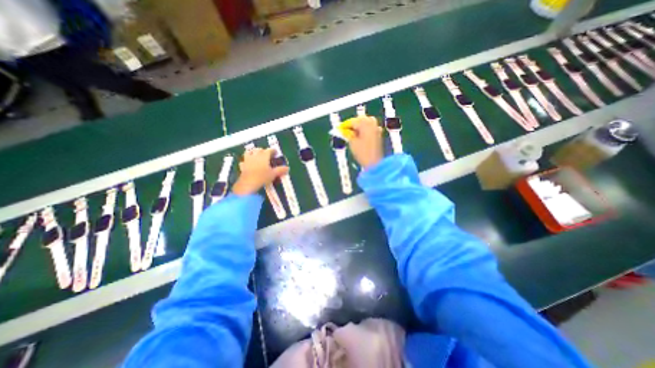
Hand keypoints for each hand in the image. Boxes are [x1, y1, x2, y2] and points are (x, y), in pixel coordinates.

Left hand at [232, 149, 288, 196]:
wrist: (248, 184)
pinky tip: (248, 164)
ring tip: (256, 155)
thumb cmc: (262, 177)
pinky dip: (246, 161)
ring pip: (249, 152)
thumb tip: (287, 168)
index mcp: (264, 156)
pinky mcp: (242, 166)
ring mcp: (247, 160)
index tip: (276, 153)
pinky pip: (244, 161)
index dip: (273, 151)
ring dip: (253, 152)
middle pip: (259, 150)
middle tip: (267, 154)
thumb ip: (280, 170)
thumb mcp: (273, 174)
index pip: (269, 150)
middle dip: (263, 151)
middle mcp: (255, 156)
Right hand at [348, 117, 384, 169]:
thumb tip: (343, 130)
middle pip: (360, 120)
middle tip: (345, 131)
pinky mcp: (378, 135)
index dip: (344, 125)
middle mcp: (372, 124)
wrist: (375, 163)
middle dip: (352, 125)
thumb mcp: (352, 143)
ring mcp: (376, 129)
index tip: (338, 129)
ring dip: (359, 126)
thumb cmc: (363, 153)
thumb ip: (347, 134)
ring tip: (352, 134)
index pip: (352, 121)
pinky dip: (364, 130)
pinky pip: (370, 128)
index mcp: (365, 124)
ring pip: (366, 123)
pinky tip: (359, 136)